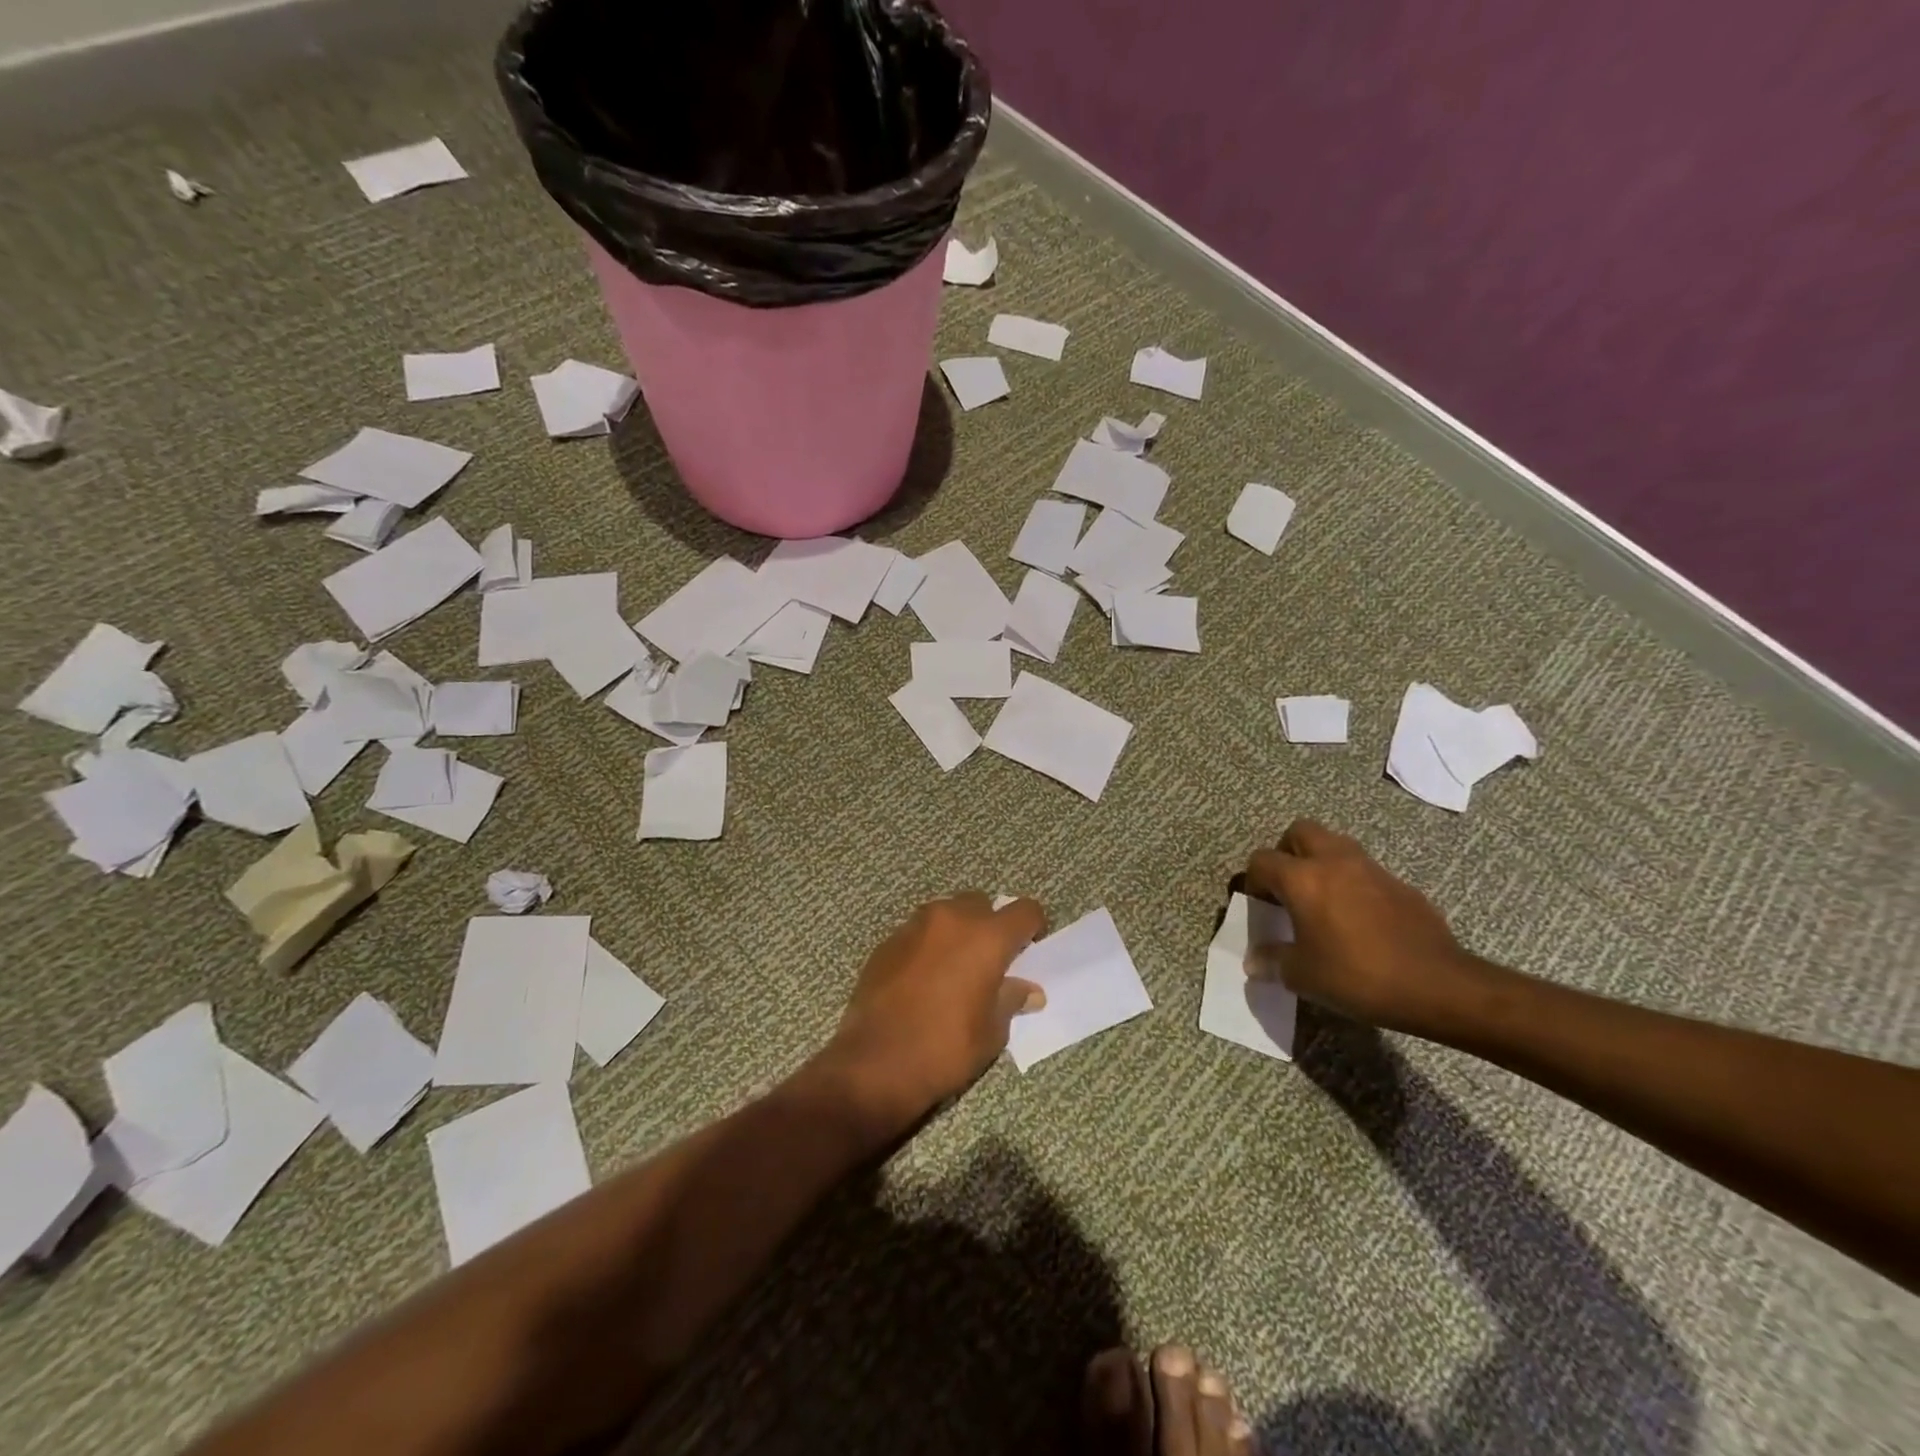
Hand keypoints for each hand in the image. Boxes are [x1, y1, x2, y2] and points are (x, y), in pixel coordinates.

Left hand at [821, 892, 1047, 1127]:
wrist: (875, 1063)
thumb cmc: (945, 1049)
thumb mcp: (992, 1032)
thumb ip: (1011, 1000)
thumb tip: (1028, 991)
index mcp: (986, 937)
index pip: (1025, 910)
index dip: (1032, 927)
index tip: (1028, 950)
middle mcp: (951, 919)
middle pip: (981, 904)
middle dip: (990, 926)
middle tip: (988, 962)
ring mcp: (915, 926)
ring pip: (946, 913)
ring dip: (956, 931)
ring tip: (953, 969)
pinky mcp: (887, 941)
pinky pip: (918, 932)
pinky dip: (928, 946)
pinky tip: (922, 980)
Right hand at [1244, 820, 1476, 1032]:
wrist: (1438, 985)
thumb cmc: (1358, 976)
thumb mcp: (1304, 976)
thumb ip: (1273, 961)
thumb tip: (1255, 961)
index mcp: (1303, 878)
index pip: (1262, 860)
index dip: (1253, 881)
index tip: (1260, 907)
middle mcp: (1335, 862)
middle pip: (1300, 832)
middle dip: (1287, 852)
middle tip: (1288, 887)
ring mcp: (1372, 870)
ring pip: (1336, 845)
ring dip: (1322, 863)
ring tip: (1321, 900)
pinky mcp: (1401, 886)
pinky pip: (1366, 872)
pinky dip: (1354, 884)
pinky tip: (1359, 921)